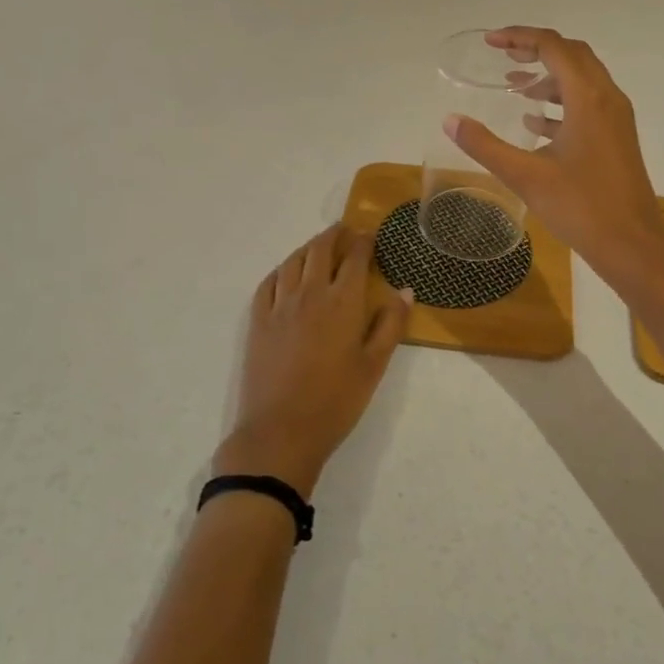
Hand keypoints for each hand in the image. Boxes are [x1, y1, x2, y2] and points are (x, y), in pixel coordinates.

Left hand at [215, 224, 410, 497]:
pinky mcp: (258, 321)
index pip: (354, 257)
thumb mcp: (374, 366)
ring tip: (319, 246)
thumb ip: (391, 325)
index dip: (363, 241)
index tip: (370, 234)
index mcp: (342, 302)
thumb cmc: (336, 402)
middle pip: (320, 249)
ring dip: (309, 247)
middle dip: (335, 235)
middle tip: (345, 230)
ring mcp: (279, 306)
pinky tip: (286, 273)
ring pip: (293, 261)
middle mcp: (310, 293)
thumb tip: (404, 290)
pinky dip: (281, 269)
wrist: (281, 433)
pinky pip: (268, 283)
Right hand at [445, 26, 663, 282]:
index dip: (520, 37)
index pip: (553, 46)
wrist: (632, 246)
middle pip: (572, 54)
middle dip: (536, 49)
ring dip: (549, 76)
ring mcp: (616, 118)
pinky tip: (535, 122)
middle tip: (503, 55)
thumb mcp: (525, 176)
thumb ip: (485, 145)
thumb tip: (450, 120)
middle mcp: (607, 98)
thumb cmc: (581, 207)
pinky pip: (588, 104)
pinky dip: (561, 101)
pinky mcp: (618, 138)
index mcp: (588, 98)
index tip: (490, 42)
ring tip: (515, 86)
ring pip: (582, 79)